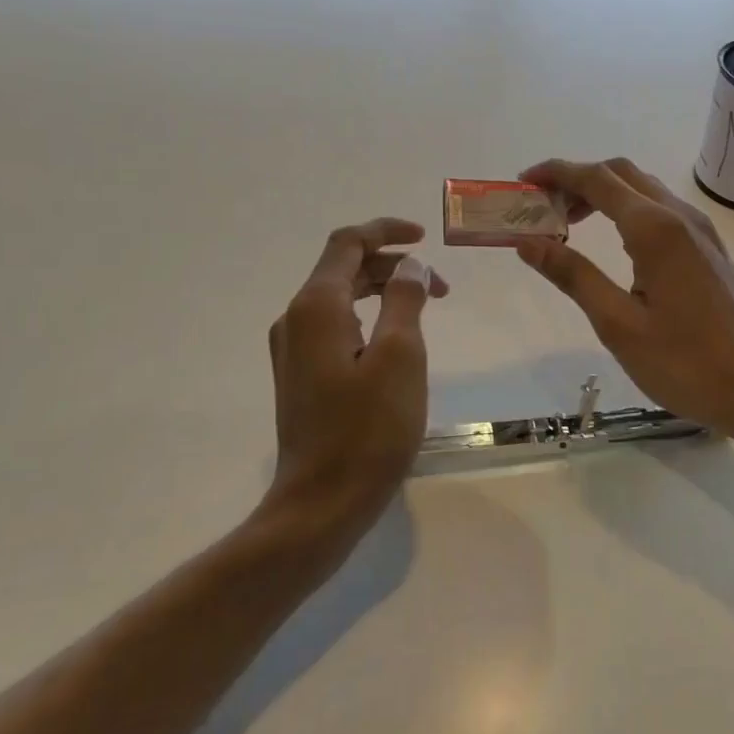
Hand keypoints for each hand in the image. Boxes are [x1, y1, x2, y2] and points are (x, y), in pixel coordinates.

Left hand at [262, 218, 448, 544]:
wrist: (323, 501)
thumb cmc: (369, 429)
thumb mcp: (400, 356)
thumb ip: (405, 300)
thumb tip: (410, 266)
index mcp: (316, 307)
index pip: (348, 243)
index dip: (386, 231)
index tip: (425, 237)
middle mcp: (295, 319)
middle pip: (343, 269)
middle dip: (393, 267)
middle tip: (441, 289)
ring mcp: (292, 349)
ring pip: (339, 298)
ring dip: (382, 292)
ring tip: (425, 311)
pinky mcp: (300, 375)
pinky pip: (334, 326)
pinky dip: (367, 318)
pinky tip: (394, 341)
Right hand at [515, 158, 733, 443]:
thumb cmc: (684, 362)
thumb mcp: (617, 323)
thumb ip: (573, 276)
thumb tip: (528, 242)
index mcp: (655, 228)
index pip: (597, 179)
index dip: (556, 173)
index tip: (523, 182)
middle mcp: (680, 216)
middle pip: (621, 174)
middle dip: (578, 180)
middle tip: (542, 208)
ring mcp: (701, 231)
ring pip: (644, 190)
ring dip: (604, 194)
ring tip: (568, 224)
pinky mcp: (709, 249)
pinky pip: (662, 211)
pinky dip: (628, 211)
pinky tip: (613, 244)